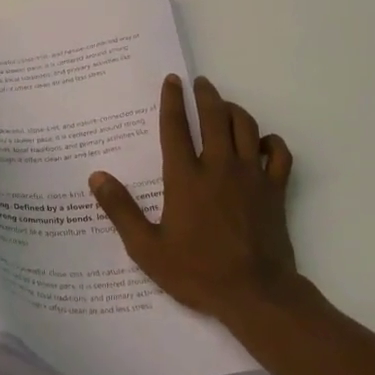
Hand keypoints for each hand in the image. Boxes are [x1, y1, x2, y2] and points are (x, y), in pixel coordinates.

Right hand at [89, 74, 304, 328]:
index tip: (172, 81)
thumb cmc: (197, 272)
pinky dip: (270, 141)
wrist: (254, 294)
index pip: (175, 127)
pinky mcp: (275, 190)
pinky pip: (278, 153)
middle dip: (206, 95)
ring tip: (224, 106)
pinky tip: (261, 142)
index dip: (172, 100)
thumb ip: (121, 210)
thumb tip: (97, 177)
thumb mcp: (147, 248)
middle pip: (214, 117)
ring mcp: (251, 176)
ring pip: (246, 127)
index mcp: (185, 178)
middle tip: (200, 83)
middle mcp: (219, 167)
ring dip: (234, 110)